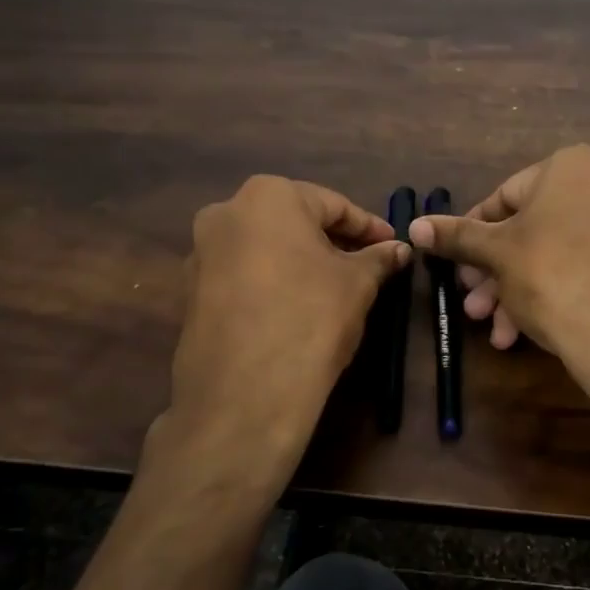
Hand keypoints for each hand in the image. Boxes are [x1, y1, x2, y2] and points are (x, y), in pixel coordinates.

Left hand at [157, 176, 409, 472]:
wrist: (245, 393)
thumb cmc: (311, 316)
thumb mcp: (358, 283)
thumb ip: (378, 258)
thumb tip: (399, 250)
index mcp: (267, 196)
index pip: (332, 204)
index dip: (368, 227)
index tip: (392, 245)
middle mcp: (224, 213)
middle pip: (293, 222)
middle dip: (331, 242)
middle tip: (366, 266)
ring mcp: (200, 254)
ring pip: (265, 250)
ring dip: (299, 263)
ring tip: (332, 290)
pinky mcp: (190, 294)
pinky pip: (242, 277)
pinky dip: (272, 285)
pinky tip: (295, 310)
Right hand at [408, 145, 589, 397]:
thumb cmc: (549, 274)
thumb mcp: (495, 253)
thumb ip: (455, 236)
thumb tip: (414, 226)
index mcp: (569, 166)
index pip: (502, 196)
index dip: (471, 233)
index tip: (454, 264)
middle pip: (525, 230)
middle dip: (491, 272)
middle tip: (470, 303)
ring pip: (547, 254)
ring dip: (511, 291)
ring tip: (490, 328)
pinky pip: (573, 268)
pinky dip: (544, 294)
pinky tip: (517, 333)